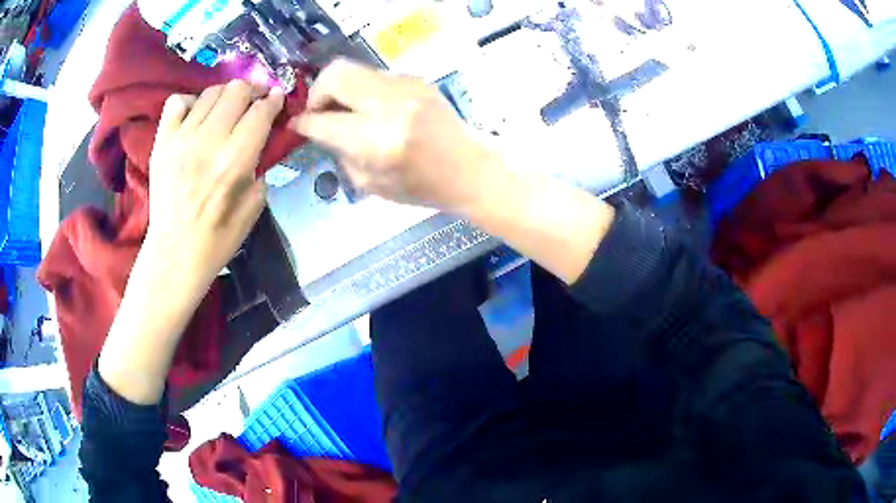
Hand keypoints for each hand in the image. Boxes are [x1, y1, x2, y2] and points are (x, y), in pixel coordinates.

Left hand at [98, 81, 283, 404]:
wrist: (175, 253)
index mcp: (235, 160)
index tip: (278, 99)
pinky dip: (190, 101)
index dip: (274, 100)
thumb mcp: (255, 205)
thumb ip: (261, 165)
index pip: (261, 111)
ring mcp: (181, 139)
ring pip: (210, 92)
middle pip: (237, 90)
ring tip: (228, 107)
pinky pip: (176, 102)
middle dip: (253, 90)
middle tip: (255, 100)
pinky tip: (196, 115)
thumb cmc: (219, 237)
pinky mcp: (162, 142)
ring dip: (225, 95)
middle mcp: (208, 141)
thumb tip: (263, 137)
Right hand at [292, 59, 496, 211]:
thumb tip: (320, 127)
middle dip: (317, 92)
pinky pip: (376, 76)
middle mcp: (390, 105)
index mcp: (378, 141)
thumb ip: (340, 152)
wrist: (468, 170)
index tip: (297, 124)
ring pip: (355, 69)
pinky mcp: (417, 80)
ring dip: (340, 88)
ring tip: (343, 110)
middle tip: (319, 111)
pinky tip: (370, 108)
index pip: (324, 120)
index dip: (304, 121)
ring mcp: (407, 87)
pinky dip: (363, 90)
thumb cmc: (420, 187)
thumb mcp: (370, 184)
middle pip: (336, 74)